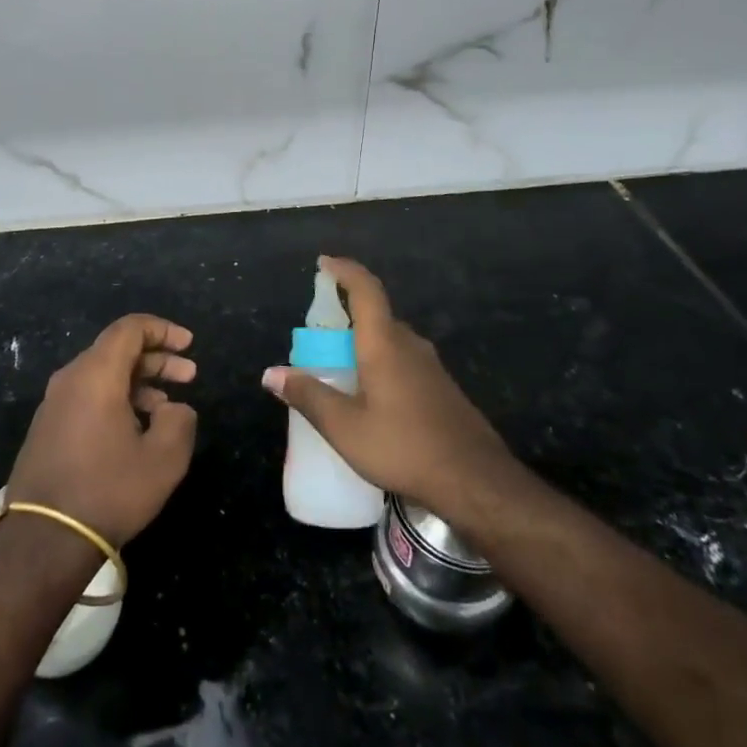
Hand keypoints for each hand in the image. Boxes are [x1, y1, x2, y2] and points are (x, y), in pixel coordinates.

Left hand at [6, 314, 198, 547]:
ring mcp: (54, 403)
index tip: (189, 344)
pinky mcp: (47, 428)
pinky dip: (116, 399)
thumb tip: (174, 408)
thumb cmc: (109, 491)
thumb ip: (179, 421)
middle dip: (156, 358)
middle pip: (117, 350)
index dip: (163, 330)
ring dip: (138, 382)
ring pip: (102, 374)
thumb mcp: (163, 459)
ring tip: (167, 407)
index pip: (130, 328)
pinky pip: (87, 396)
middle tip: (189, 375)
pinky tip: (136, 428)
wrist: (44, 540)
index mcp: (96, 374)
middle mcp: (70, 378)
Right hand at [262, 256, 520, 519]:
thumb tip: (270, 373)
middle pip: (378, 316)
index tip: (324, 263)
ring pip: (392, 341)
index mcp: (384, 344)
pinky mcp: (443, 390)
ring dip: (366, 345)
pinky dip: (382, 365)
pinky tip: (374, 400)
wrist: (476, 482)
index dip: (345, 270)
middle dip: (348, 317)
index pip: (366, 289)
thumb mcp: (345, 428)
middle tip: (321, 338)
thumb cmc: (404, 447)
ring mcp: (432, 368)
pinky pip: (405, 362)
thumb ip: (308, 396)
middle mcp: (410, 345)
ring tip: (342, 370)